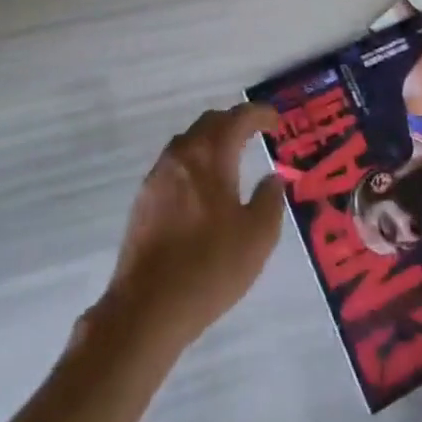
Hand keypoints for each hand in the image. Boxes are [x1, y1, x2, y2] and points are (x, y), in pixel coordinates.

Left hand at [100, 104, 284, 350]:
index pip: (237, 118)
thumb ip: (270, 200)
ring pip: (188, 142)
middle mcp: (181, 155)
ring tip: (230, 157)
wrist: (147, 308)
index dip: (259, 114)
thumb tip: (272, 178)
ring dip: (211, 141)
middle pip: (209, 123)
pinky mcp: (144, 199)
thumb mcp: (258, 237)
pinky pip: (174, 165)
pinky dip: (194, 162)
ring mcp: (158, 176)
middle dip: (234, 122)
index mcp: (210, 156)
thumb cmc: (210, 267)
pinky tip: (203, 188)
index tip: (276, 121)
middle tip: (255, 133)